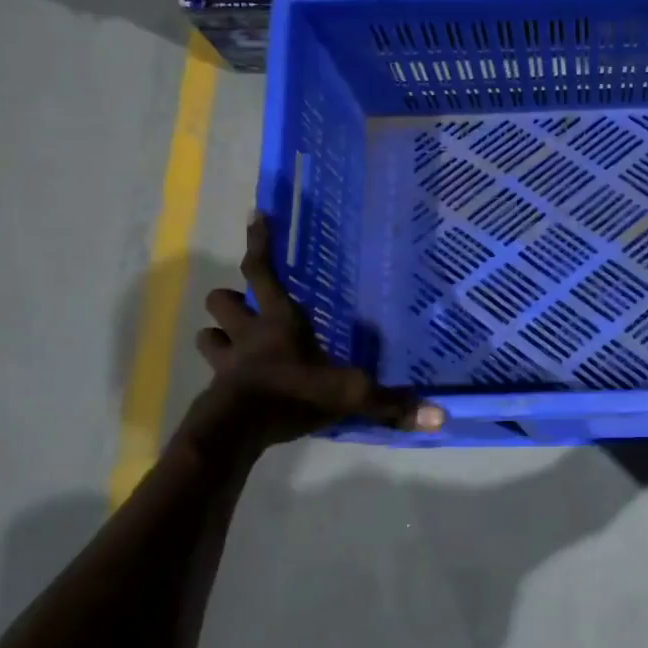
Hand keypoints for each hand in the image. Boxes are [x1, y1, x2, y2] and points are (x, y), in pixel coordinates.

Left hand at [172, 213, 444, 458]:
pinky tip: (233, 382)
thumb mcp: (350, 395)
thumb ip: (390, 403)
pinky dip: (220, 373)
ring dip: (218, 333)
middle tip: (246, 304)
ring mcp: (227, 362)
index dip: (261, 242)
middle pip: (222, 299)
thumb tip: (439, 417)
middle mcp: (248, 334)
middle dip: (231, 298)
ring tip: (233, 339)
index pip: (263, 271)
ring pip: (208, 334)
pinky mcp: (215, 391)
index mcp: (280, 320)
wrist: (237, 432)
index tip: (256, 215)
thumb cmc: (294, 395)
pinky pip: (211, 373)